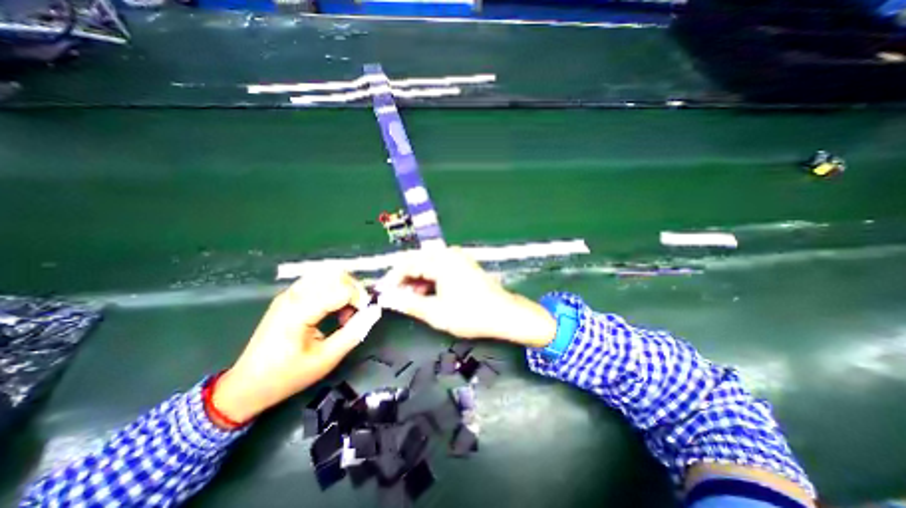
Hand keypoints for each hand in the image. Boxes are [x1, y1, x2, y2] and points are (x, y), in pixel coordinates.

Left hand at [215, 272, 379, 426]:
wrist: (247, 385)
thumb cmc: (287, 376)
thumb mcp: (326, 359)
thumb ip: (354, 333)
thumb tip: (375, 311)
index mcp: (299, 311)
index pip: (341, 288)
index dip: (360, 299)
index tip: (364, 316)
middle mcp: (294, 295)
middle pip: (336, 274)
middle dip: (354, 289)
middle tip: (357, 312)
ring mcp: (290, 293)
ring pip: (328, 273)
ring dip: (345, 287)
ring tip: (346, 310)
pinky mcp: (289, 295)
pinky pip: (319, 280)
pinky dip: (334, 288)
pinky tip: (334, 307)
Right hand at [374, 246, 555, 348]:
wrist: (503, 314)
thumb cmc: (470, 314)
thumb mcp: (435, 312)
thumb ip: (408, 303)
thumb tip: (386, 299)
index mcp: (440, 260)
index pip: (406, 264)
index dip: (391, 279)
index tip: (382, 294)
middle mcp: (447, 253)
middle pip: (416, 261)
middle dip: (403, 280)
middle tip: (395, 299)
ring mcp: (457, 257)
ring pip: (427, 265)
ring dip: (416, 281)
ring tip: (410, 301)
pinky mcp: (462, 264)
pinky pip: (438, 267)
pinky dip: (429, 280)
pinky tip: (426, 295)